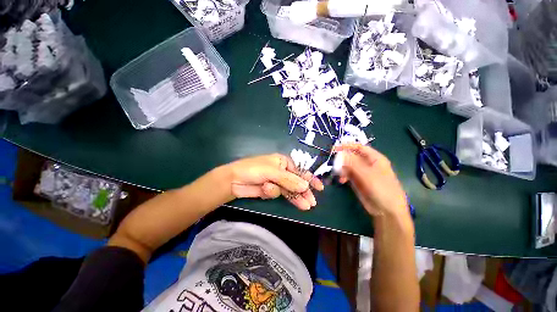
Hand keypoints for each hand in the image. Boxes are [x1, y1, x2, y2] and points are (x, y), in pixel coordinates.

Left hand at [223, 154, 323, 210]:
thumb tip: (305, 186)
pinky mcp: (270, 191)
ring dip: (295, 197)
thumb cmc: (253, 169)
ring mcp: (276, 182)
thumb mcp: (273, 172)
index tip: (319, 187)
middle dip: (304, 192)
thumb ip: (289, 180)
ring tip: (305, 206)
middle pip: (296, 182)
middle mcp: (281, 171)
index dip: (310, 179)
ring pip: (288, 190)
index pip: (300, 171)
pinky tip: (266, 189)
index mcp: (283, 162)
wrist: (234, 180)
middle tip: (311, 202)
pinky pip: (277, 193)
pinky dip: (272, 192)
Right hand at [334, 144, 408, 217]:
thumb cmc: (382, 189)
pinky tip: (341, 180)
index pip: (359, 147)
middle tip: (333, 161)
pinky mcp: (357, 181)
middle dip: (342, 158)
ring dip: (341, 168)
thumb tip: (340, 153)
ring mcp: (362, 172)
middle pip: (352, 156)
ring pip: (348, 165)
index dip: (347, 146)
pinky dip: (343, 175)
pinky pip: (347, 174)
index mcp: (374, 158)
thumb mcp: (367, 175)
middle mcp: (367, 164)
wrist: (386, 210)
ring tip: (338, 174)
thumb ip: (353, 163)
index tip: (335, 148)